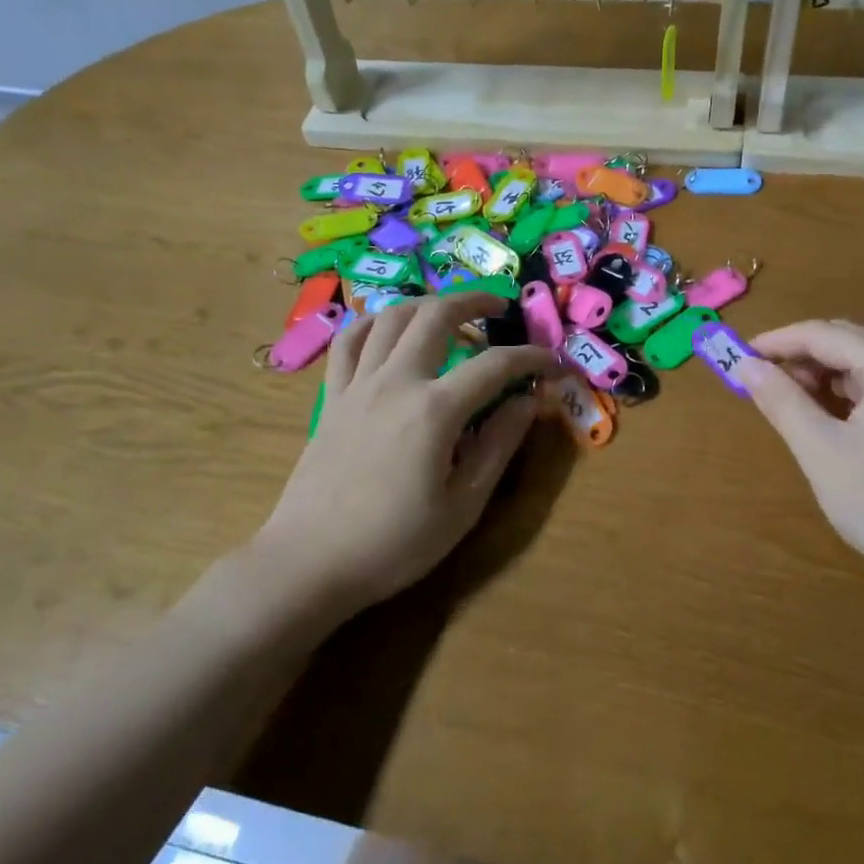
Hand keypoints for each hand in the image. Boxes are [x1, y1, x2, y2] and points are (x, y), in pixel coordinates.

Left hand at [258, 294, 557, 615]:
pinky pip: (349, 341)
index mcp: (434, 410)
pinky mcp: (332, 397)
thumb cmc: (394, 544)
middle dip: (475, 301)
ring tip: (450, 313)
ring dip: (427, 304)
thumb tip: (530, 401)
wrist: (310, 562)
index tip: (552, 364)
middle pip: (437, 315)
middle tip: (500, 306)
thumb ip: (499, 445)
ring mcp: (357, 385)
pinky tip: (389, 329)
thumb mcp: (463, 505)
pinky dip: (373, 323)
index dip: (531, 358)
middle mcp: (396, 382)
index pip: (495, 365)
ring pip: (391, 317)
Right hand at [733, 321, 863, 613]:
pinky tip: (824, 422)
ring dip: (819, 379)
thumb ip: (781, 401)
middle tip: (756, 383)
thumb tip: (745, 364)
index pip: (821, 334)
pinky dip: (843, 398)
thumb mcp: (821, 451)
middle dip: (797, 359)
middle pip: (843, 343)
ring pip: (859, 367)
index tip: (735, 358)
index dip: (775, 343)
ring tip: (785, 405)